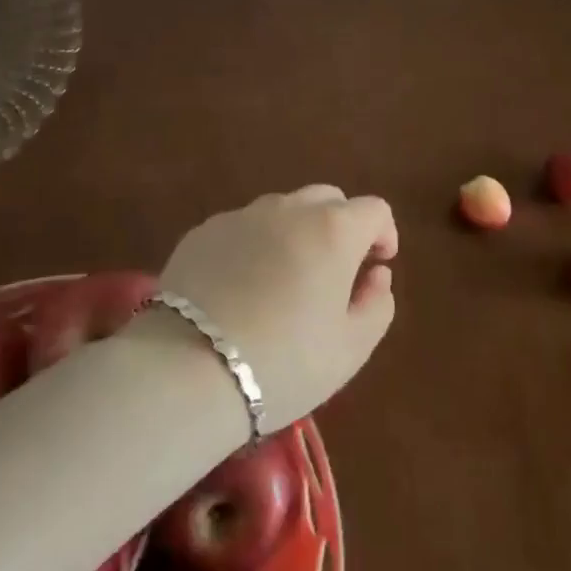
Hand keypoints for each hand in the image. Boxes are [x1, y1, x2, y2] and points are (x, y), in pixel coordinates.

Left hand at [156, 186, 398, 429]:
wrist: (187, 371)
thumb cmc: (284, 362)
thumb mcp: (351, 348)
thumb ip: (377, 304)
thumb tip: (376, 275)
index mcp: (333, 229)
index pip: (374, 210)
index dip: (383, 235)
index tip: (376, 266)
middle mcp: (288, 209)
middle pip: (327, 199)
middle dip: (341, 227)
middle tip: (334, 273)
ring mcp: (240, 216)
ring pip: (282, 210)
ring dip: (296, 233)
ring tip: (284, 281)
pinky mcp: (202, 233)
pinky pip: (242, 228)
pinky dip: (254, 246)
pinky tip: (240, 289)